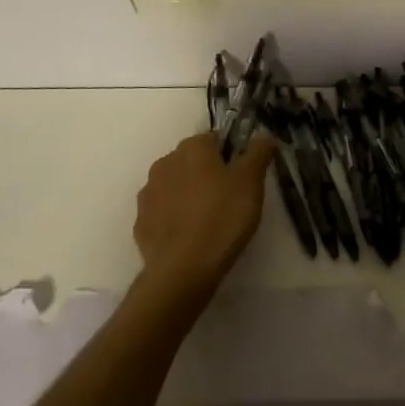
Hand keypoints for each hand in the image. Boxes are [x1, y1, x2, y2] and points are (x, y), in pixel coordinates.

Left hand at [132, 133, 276, 308]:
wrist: (183, 269)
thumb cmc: (222, 217)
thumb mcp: (251, 182)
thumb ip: (258, 152)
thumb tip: (263, 136)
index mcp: (192, 148)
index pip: (214, 140)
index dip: (230, 156)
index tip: (241, 178)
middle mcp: (165, 163)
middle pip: (192, 162)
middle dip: (207, 174)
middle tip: (228, 200)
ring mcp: (148, 194)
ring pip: (175, 186)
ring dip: (188, 195)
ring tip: (207, 221)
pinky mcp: (140, 223)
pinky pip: (162, 213)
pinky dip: (174, 219)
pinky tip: (188, 237)